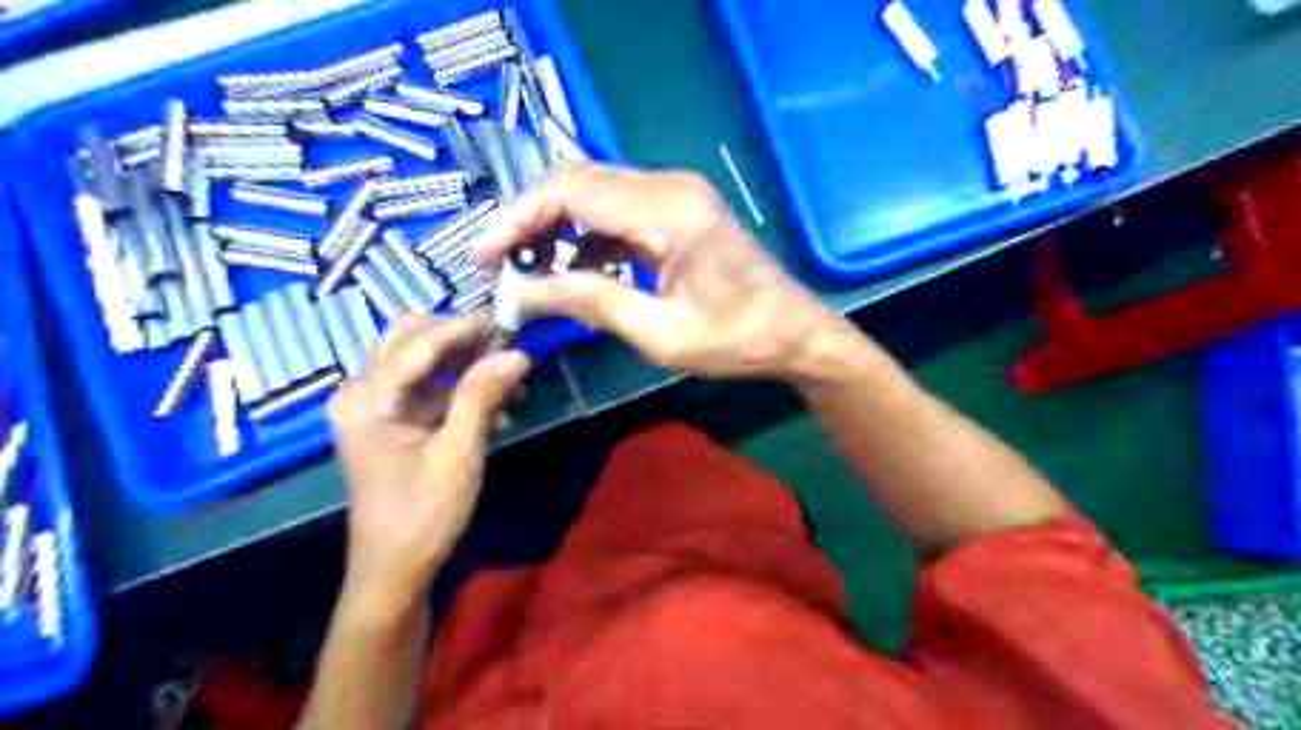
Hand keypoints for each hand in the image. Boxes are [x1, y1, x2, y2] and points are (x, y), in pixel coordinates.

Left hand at [328, 317, 531, 600]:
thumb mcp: (458, 453)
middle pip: (413, 340)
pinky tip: (498, 408)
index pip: (419, 341)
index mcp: (368, 398)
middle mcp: (364, 393)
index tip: (510, 322)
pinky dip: (462, 389)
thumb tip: (517, 353)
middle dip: (462, 339)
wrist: (395, 571)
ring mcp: (377, 408)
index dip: (466, 328)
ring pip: (424, 362)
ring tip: (512, 378)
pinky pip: (430, 389)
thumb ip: (482, 397)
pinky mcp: (394, 424)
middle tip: (508, 347)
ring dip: (466, 363)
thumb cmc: (423, 514)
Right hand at [474, 163, 849, 381]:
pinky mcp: (678, 211)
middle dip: (529, 219)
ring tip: (526, 270)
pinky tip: (570, 270)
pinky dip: (587, 236)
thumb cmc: (736, 341)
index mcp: (669, 212)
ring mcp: (676, 195)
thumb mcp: (660, 333)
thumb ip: (591, 303)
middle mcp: (670, 188)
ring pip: (594, 193)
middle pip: (578, 182)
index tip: (484, 255)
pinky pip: (618, 211)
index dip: (519, 219)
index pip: (572, 193)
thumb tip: (524, 293)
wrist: (795, 334)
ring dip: (555, 227)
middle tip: (497, 262)